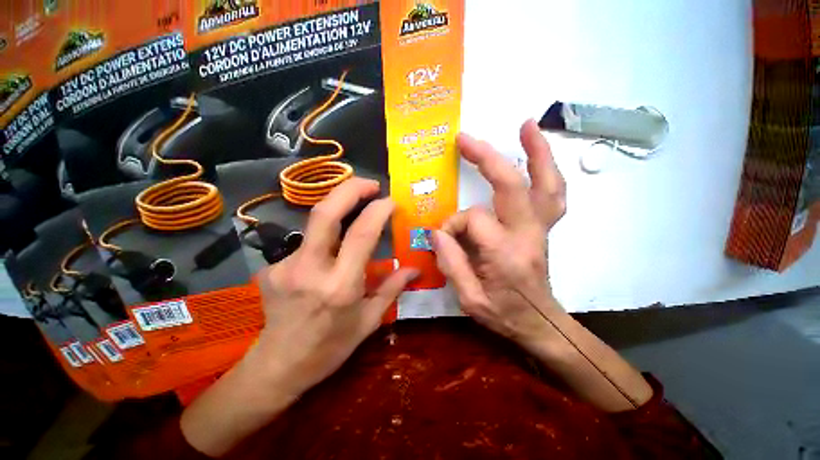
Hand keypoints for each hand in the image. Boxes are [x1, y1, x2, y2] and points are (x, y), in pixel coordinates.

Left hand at [256, 177, 417, 393]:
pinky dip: (325, 238)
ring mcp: (286, 265)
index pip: (361, 234)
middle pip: (325, 213)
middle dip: (350, 189)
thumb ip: (392, 288)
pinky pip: (307, 241)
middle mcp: (311, 270)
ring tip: (356, 210)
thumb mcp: (368, 321)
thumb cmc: (330, 347)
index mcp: (341, 286)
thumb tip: (416, 269)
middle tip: (370, 184)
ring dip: (339, 210)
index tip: (390, 201)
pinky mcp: (273, 266)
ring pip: (314, 223)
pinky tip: (330, 250)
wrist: (278, 366)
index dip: (378, 211)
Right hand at [433, 120, 566, 347]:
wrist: (540, 323)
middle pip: (511, 186)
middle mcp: (527, 234)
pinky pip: (553, 192)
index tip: (443, 239)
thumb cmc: (504, 315)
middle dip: (485, 159)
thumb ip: (451, 264)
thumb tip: (438, 232)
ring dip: (536, 152)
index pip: (471, 221)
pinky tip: (538, 151)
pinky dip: (547, 168)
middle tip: (464, 139)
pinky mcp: (544, 227)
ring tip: (526, 126)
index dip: (452, 226)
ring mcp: (541, 228)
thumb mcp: (469, 300)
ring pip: (546, 183)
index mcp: (505, 254)